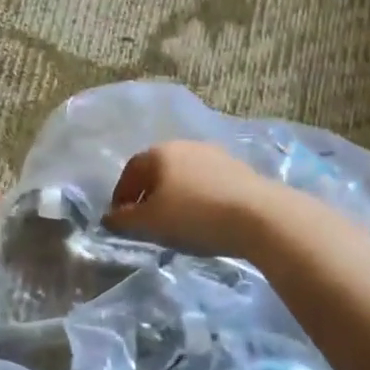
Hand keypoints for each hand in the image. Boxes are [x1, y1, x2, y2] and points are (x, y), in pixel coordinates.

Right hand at [104, 141, 266, 256]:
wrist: (260, 216)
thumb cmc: (194, 215)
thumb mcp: (150, 223)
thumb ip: (124, 220)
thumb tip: (109, 218)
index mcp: (159, 153)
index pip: (130, 171)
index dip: (121, 195)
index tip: (120, 218)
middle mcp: (185, 146)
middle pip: (158, 171)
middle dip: (148, 194)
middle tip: (146, 220)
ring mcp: (215, 155)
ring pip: (184, 176)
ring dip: (175, 196)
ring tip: (176, 222)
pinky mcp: (240, 170)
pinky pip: (207, 183)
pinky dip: (198, 199)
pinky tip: (204, 219)